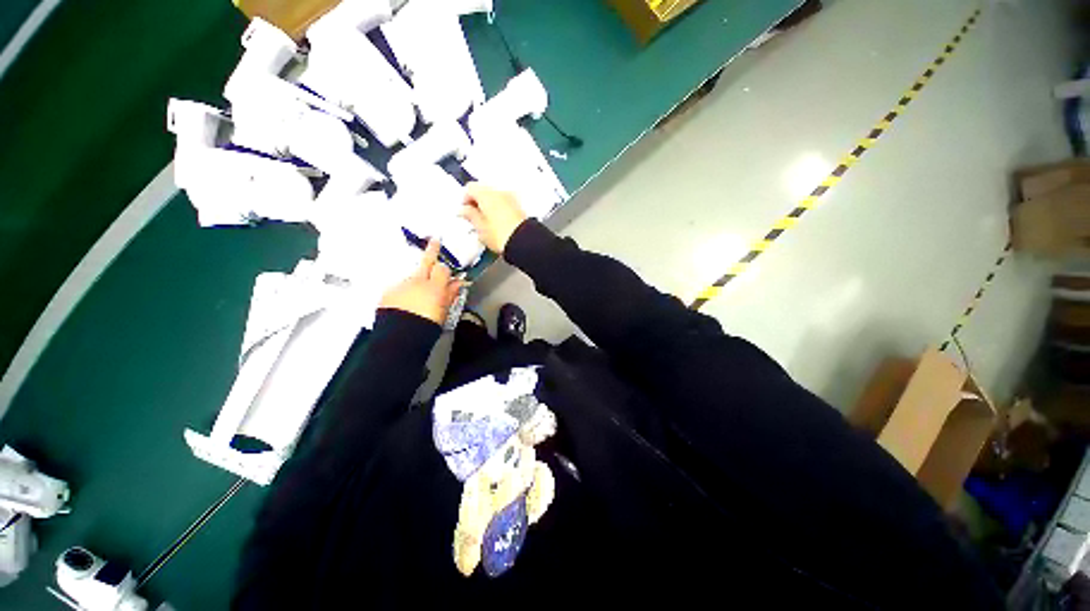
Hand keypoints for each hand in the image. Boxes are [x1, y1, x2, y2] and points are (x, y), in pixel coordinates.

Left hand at [379, 240, 462, 324]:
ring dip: (416, 282)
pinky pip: (399, 289)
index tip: (446, 272)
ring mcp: (401, 285)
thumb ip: (450, 294)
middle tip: (434, 240)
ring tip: (416, 299)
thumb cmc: (428, 325)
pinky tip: (404, 305)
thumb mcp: (443, 311)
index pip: (443, 268)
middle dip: (432, 250)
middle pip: (426, 261)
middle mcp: (417, 281)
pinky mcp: (388, 293)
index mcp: (434, 287)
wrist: (400, 337)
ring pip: (411, 277)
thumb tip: (458, 283)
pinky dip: (403, 293)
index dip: (445, 269)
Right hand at [461, 183, 527, 254]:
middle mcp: (499, 192)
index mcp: (486, 194)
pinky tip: (498, 223)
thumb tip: (464, 210)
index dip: (465, 199)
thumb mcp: (480, 227)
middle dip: (477, 202)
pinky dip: (499, 209)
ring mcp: (511, 198)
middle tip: (474, 217)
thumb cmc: (499, 235)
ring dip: (488, 206)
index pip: (470, 188)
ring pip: (495, 197)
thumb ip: (470, 215)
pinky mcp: (519, 207)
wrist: (524, 242)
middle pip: (483, 191)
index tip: (464, 211)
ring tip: (486, 222)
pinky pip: (504, 203)